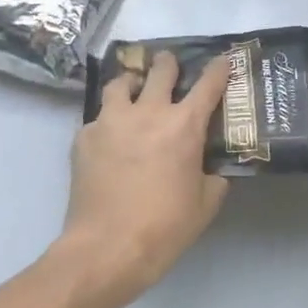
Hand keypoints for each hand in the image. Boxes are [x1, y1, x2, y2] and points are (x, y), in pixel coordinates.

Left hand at [52, 50, 230, 307]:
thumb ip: (213, 177)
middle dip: (168, 64)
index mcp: (184, 125)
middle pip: (160, 70)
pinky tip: (110, 139)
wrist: (107, 247)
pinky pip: (98, 117)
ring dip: (132, 84)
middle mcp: (148, 112)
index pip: (209, 83)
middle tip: (170, 67)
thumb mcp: (205, 203)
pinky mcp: (84, 137)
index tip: (223, 60)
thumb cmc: (164, 227)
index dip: (219, 68)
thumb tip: (212, 168)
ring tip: (133, 94)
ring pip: (121, 83)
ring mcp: (111, 121)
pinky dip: (108, 121)